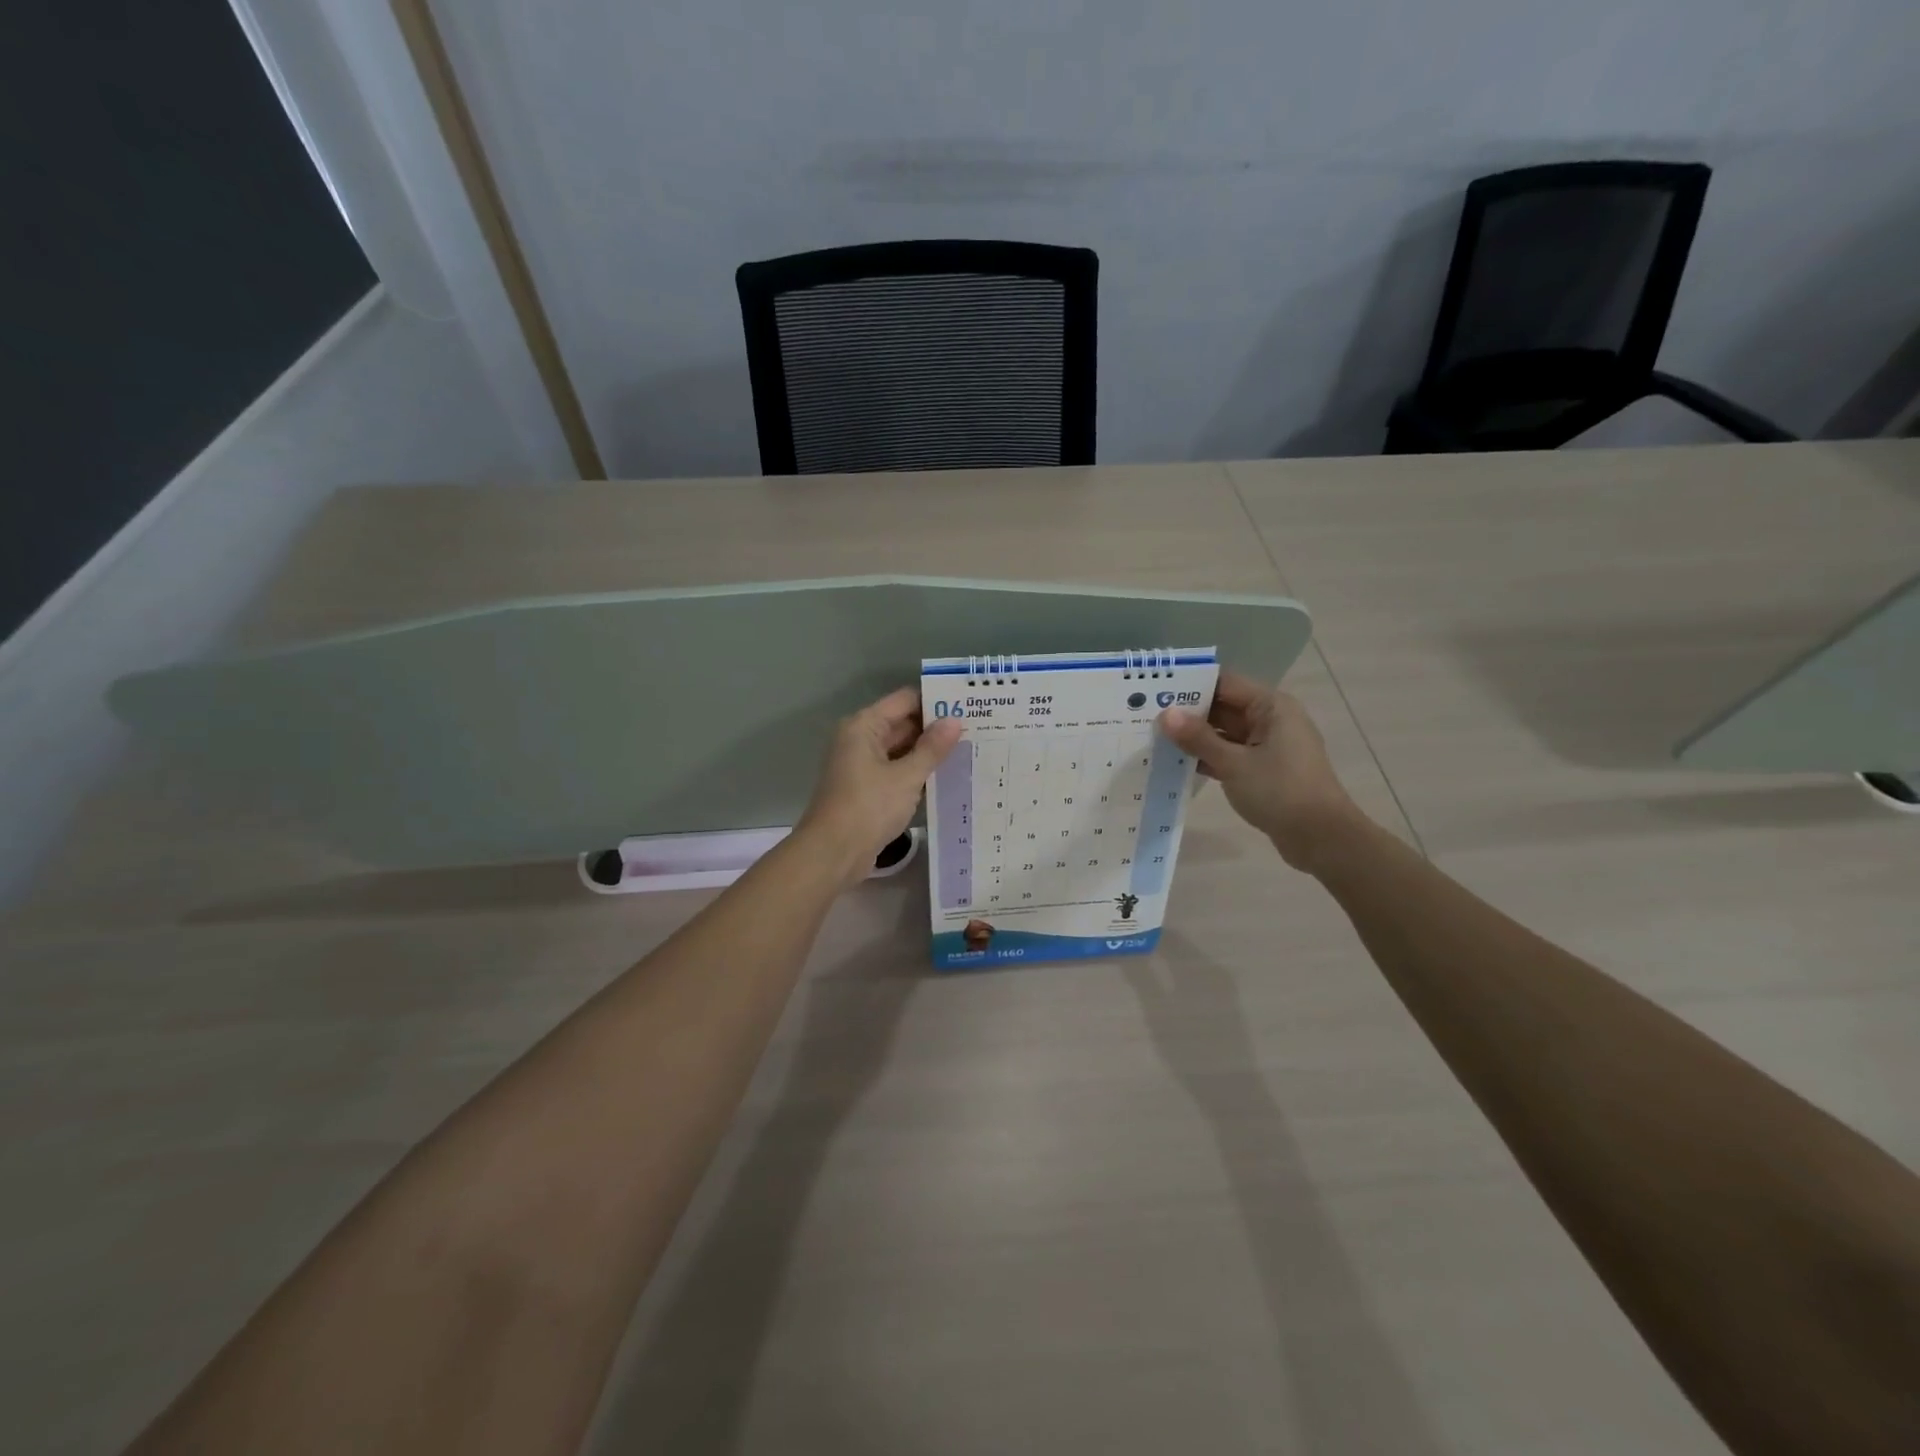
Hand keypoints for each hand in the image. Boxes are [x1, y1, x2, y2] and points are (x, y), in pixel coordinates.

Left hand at [798, 687, 961, 886]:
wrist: (833, 853)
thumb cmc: (868, 807)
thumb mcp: (906, 777)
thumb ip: (932, 748)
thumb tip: (955, 721)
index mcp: (864, 726)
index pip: (905, 700)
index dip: (935, 701)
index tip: (968, 705)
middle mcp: (860, 739)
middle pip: (902, 723)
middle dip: (935, 728)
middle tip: (976, 728)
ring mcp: (862, 765)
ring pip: (901, 749)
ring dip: (928, 752)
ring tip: (969, 749)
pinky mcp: (867, 788)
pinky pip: (896, 770)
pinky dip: (917, 772)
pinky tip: (946, 776)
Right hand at [1156, 669, 1367, 872]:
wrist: (1322, 838)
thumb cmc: (1280, 791)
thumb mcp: (1234, 764)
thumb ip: (1198, 738)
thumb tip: (1166, 714)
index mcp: (1271, 707)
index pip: (1225, 683)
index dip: (1191, 684)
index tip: (1156, 689)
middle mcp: (1271, 720)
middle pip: (1223, 706)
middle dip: (1188, 712)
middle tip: (1146, 715)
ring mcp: (1269, 746)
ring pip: (1224, 732)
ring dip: (1195, 737)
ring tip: (1154, 738)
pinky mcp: (1265, 769)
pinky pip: (1230, 754)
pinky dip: (1208, 757)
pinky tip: (1177, 763)